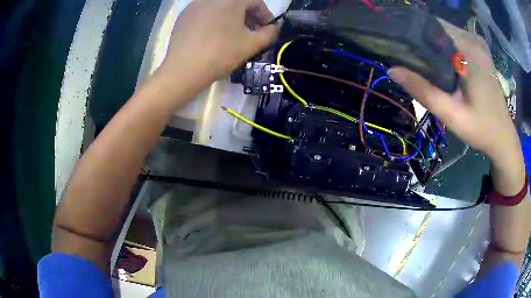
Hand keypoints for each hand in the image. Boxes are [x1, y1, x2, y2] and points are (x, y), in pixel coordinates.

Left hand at [156, 0, 278, 92]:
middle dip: (248, 16)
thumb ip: (269, 34)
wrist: (183, 70)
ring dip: (231, 17)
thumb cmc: (220, 54)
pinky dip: (214, 20)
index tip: (267, 30)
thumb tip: (273, 28)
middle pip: (237, 2)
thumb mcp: (251, 45)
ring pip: (220, 7)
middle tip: (251, 33)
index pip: (256, 1)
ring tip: (231, 35)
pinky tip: (212, 36)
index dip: (265, 15)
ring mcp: (194, 5)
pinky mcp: (183, 16)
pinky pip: (205, 13)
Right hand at [389, 20, 524, 192]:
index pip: (432, 26)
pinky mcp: (480, 52)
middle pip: (438, 28)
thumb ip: (424, 91)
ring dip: (433, 46)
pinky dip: (445, 50)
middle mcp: (473, 39)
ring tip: (424, 65)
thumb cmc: (481, 128)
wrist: (503, 138)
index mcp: (469, 48)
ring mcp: (478, 44)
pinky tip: (442, 66)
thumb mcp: (452, 114)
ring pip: (446, 34)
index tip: (400, 47)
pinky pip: (455, 42)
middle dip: (423, 41)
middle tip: (411, 61)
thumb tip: (392, 70)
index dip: (414, 33)